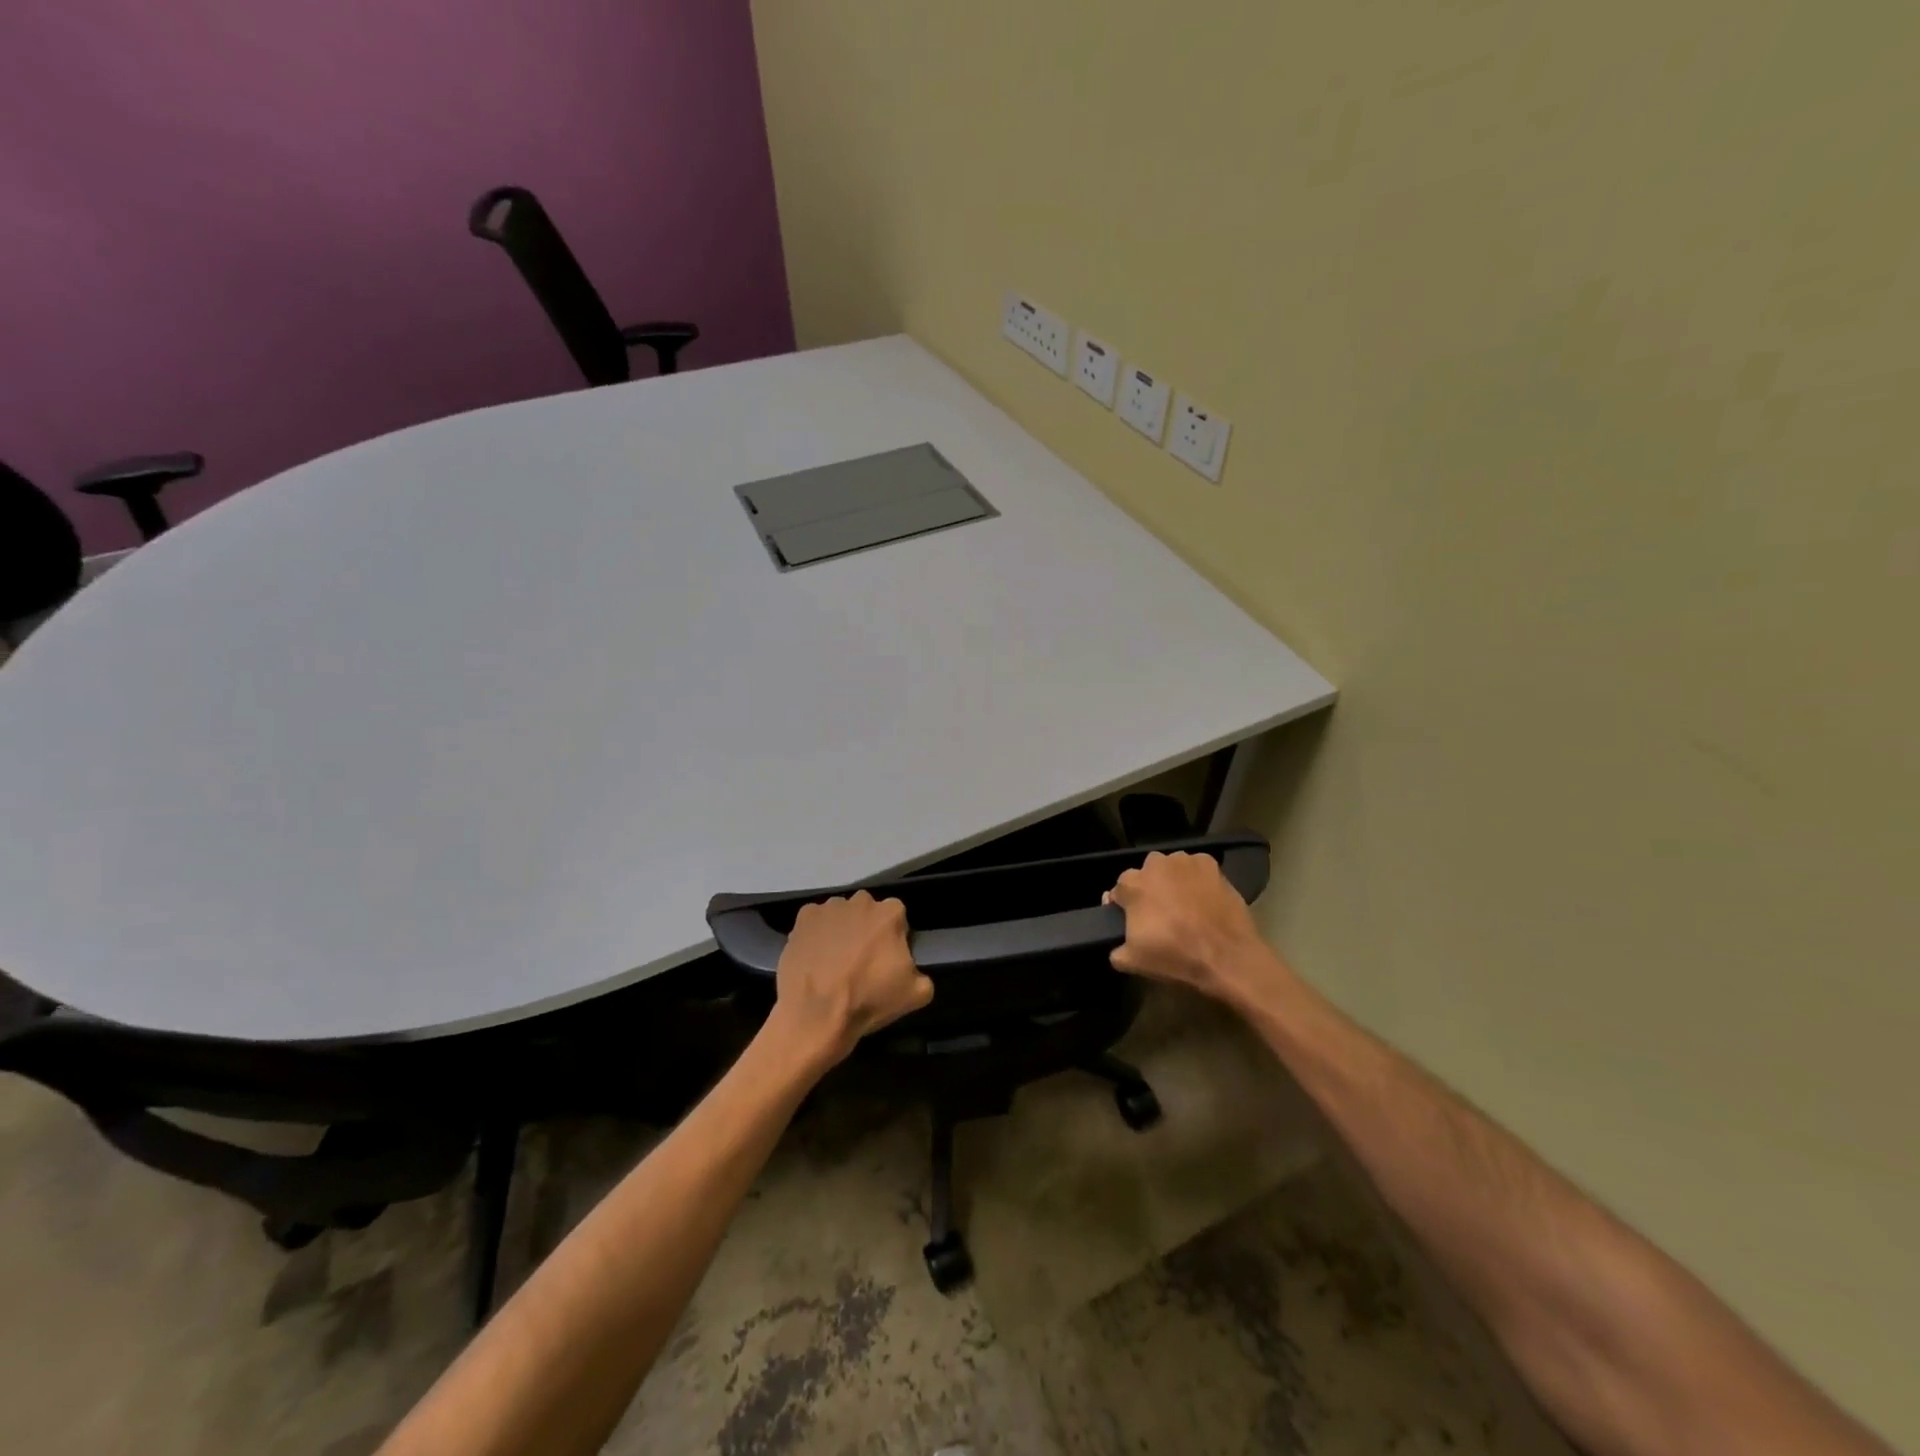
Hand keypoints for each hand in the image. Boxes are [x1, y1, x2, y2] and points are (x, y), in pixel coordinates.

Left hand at [769, 891, 932, 1066]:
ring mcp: (829, 907)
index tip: (886, 960)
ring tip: (834, 962)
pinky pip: (815, 921)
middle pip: (868, 912)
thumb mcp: (916, 994)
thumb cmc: (868, 1000)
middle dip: (867, 930)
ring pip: (841, 915)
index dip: (893, 939)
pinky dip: (816, 934)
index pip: (898, 918)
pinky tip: (815, 958)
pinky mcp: (803, 918)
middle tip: (861, 961)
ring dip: (841, 930)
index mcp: (891, 913)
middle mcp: (861, 901)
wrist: (816, 1015)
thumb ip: (922, 973)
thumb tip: (912, 970)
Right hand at [1106, 851, 1283, 1007]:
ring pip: (1171, 869)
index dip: (1124, 906)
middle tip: (1160, 914)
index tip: (1132, 921)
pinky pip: (1196, 869)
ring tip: (1185, 906)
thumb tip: (1117, 944)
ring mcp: (1184, 861)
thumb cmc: (1175, 956)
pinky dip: (1197, 880)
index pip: (1119, 891)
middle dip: (1149, 890)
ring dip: (1173, 882)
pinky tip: (1204, 899)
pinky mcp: (1210, 864)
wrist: (1226, 956)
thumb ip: (1116, 950)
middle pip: (1145, 875)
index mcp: (1131, 884)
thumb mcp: (1133, 962)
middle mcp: (1154, 864)